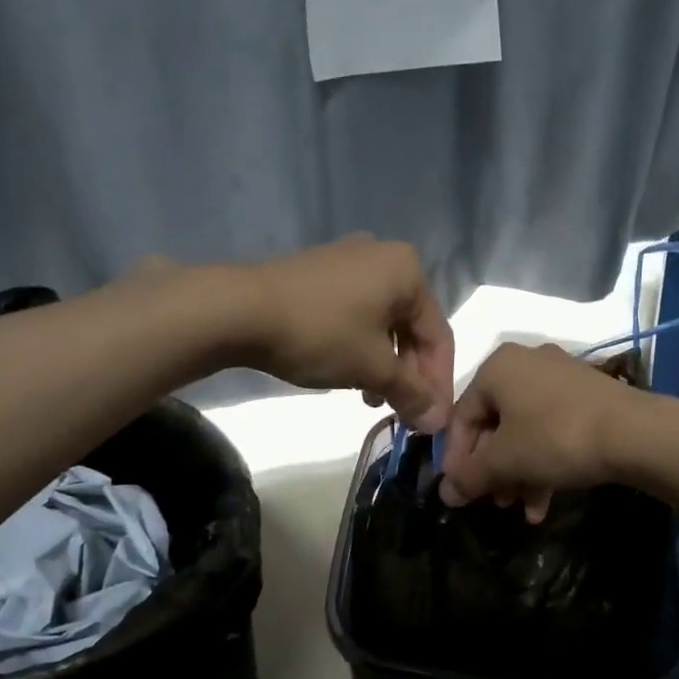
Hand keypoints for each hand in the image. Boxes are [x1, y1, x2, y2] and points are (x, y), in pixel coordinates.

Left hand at [234, 236, 454, 430]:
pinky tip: (348, 373)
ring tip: (371, 399)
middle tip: (402, 411)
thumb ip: (412, 393)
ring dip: (385, 366)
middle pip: (411, 327)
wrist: (239, 309)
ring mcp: (349, 260)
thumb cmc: (320, 334)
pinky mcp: (321, 273)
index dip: (439, 383)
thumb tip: (439, 422)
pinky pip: (357, 314)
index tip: (432, 420)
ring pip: (383, 323)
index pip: (439, 335)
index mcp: (408, 271)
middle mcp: (384, 256)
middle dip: (409, 375)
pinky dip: (361, 346)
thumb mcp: (372, 368)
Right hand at [438, 343, 653, 522]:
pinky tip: (544, 504)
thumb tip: (445, 493)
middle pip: (495, 426)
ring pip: (525, 432)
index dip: (457, 459)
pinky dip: (544, 464)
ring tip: (520, 508)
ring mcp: (560, 380)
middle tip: (494, 502)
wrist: (635, 433)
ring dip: (518, 474)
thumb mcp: (505, 460)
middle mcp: (526, 364)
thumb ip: (470, 476)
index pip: (462, 417)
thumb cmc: (555, 437)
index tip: (459, 492)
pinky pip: (552, 430)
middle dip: (493, 471)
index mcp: (497, 367)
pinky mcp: (587, 398)